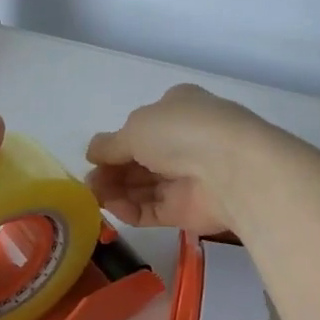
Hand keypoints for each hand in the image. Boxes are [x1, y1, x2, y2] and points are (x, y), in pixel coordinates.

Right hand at [85, 84, 272, 233]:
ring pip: (144, 186)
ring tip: (94, 197)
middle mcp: (184, 142)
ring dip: (116, 191)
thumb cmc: (181, 132)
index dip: (116, 143)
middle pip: (139, 160)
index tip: (94, 158)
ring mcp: (187, 177)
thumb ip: (109, 144)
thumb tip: (91, 153)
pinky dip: (131, 210)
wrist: (231, 169)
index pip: (141, 127)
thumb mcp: (135, 128)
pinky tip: (113, 208)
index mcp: (177, 109)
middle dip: (112, 171)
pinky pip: (152, 210)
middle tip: (89, 184)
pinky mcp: (188, 210)